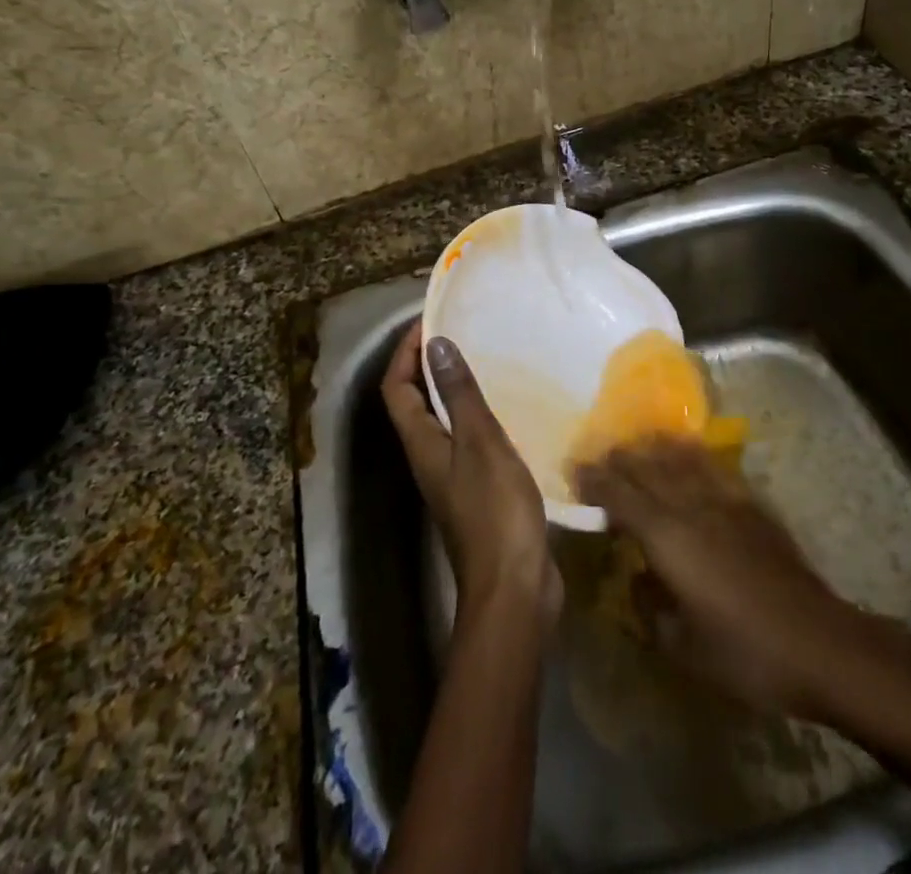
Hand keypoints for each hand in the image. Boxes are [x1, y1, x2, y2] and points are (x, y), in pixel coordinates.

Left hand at [380, 322, 562, 629]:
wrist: (514, 589)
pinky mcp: (477, 491)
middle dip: (428, 364)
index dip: (404, 353)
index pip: (397, 388)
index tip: (430, 322)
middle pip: (414, 401)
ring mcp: (452, 476)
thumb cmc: (495, 511)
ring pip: (441, 420)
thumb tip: (435, 345)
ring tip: (485, 360)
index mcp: (421, 443)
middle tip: (460, 333)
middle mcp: (428, 457)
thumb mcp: (480, 443)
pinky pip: (468, 439)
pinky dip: (477, 414)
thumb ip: (459, 394)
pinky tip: (508, 407)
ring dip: (453, 388)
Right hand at [575, 438, 898, 717]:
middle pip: (647, 469)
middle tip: (597, 454)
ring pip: (679, 460)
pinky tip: (686, 449)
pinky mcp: (751, 504)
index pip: (621, 497)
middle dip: (619, 459)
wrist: (819, 643)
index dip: (596, 481)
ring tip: (636, 443)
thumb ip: (650, 608)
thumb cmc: (746, 654)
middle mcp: (691, 507)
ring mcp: (724, 500)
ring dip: (652, 448)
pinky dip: (692, 453)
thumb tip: (638, 579)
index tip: (575, 471)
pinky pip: (713, 467)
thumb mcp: (684, 648)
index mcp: (668, 539)